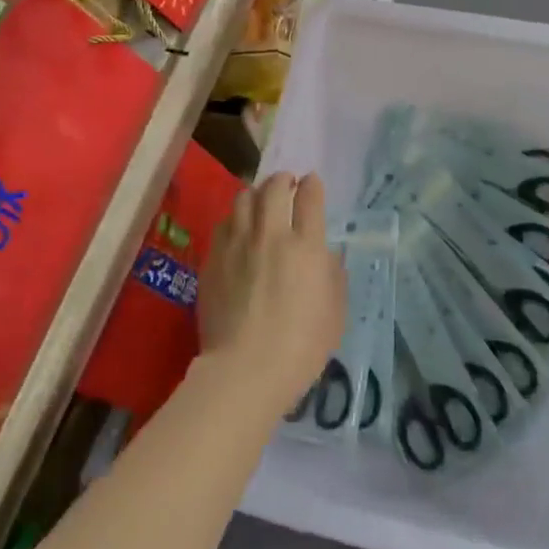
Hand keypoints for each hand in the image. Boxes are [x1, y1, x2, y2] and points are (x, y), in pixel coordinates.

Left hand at [197, 172, 347, 412]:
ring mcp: (237, 244)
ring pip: (243, 199)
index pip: (310, 198)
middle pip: (273, 188)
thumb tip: (327, 256)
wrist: (245, 369)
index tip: (312, 182)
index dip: (312, 185)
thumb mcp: (335, 314)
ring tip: (259, 198)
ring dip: (255, 193)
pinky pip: (223, 224)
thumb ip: (333, 277)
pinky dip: (234, 218)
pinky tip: (237, 228)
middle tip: (287, 182)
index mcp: (306, 246)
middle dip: (283, 179)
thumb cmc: (301, 347)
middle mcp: (270, 235)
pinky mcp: (213, 259)